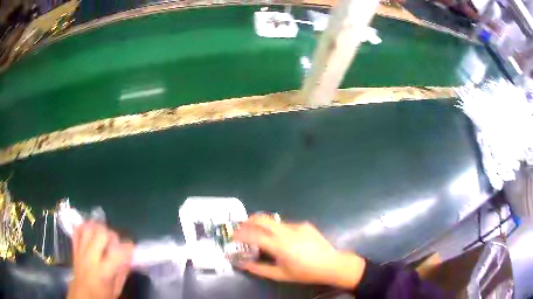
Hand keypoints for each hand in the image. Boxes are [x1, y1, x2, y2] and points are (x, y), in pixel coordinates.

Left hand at [67, 222, 133, 298]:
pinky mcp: (74, 248)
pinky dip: (85, 227)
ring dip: (98, 228)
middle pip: (101, 233)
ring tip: (103, 236)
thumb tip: (129, 257)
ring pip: (88, 228)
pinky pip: (77, 230)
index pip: (118, 252)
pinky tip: (91, 232)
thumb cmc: (102, 296)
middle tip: (115, 243)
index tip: (131, 249)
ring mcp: (80, 251)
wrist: (81, 296)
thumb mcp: (116, 290)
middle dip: (111, 235)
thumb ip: (122, 273)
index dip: (128, 247)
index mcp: (104, 272)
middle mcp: (91, 258)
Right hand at [234, 215, 365, 288]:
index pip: (254, 235)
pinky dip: (278, 230)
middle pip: (262, 218)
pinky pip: (286, 225)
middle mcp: (286, 231)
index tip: (233, 235)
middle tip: (242, 227)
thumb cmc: (305, 272)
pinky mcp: (304, 224)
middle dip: (248, 221)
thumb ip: (259, 269)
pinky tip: (284, 240)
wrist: (331, 264)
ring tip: (262, 236)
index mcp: (279, 245)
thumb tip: (242, 264)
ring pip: (274, 221)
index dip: (240, 233)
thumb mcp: (280, 274)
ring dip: (264, 226)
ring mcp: (297, 225)